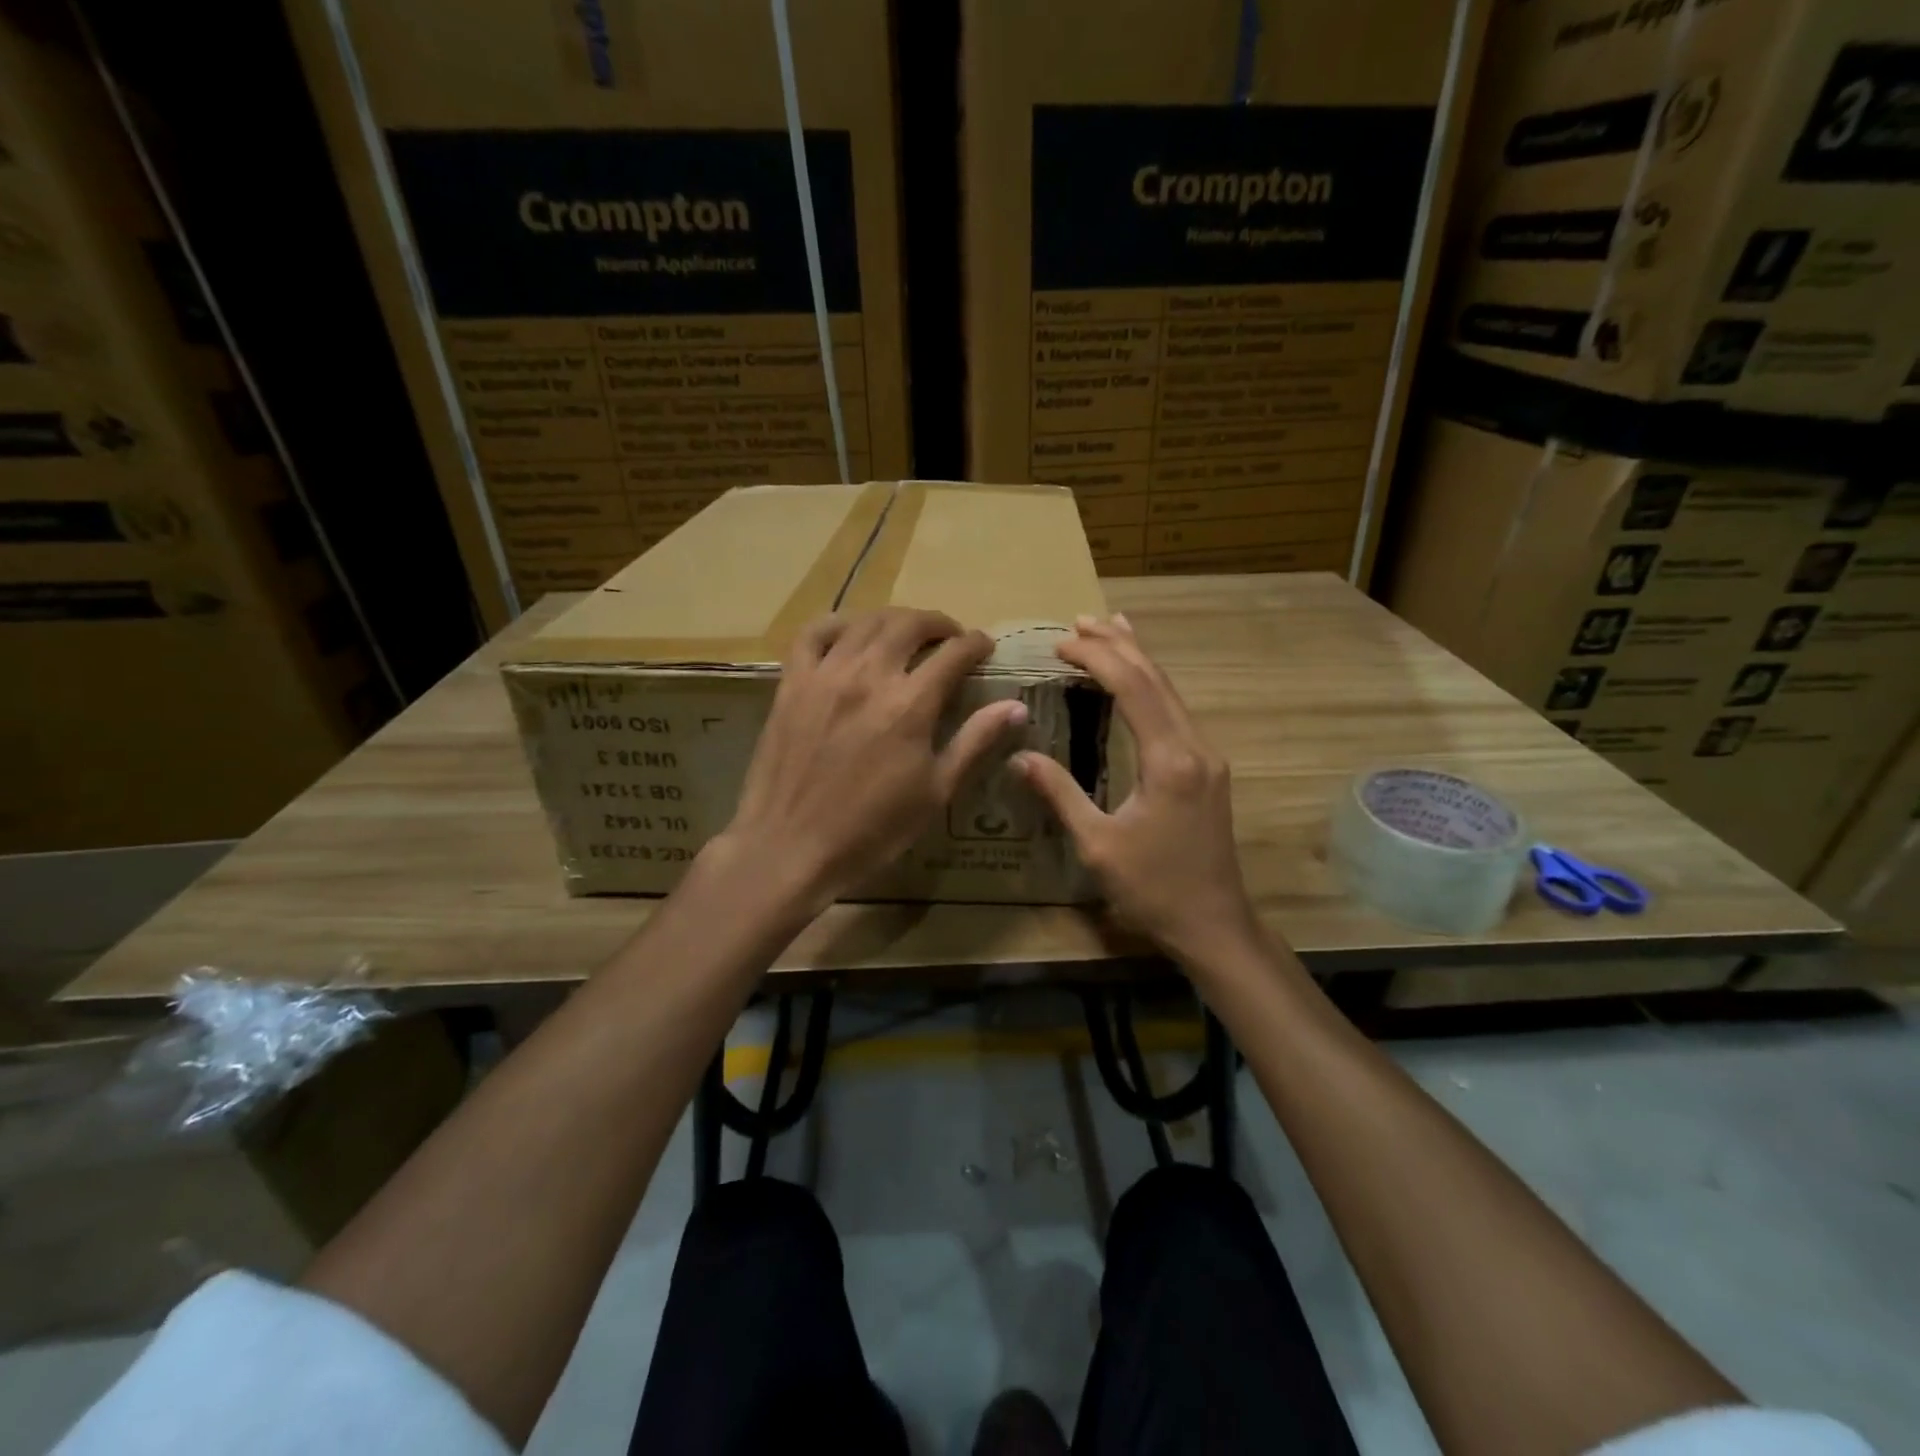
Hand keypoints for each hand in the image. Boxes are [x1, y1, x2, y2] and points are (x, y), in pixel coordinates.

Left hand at [713, 607, 1027, 912]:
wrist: (792, 847)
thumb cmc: (873, 829)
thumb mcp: (936, 792)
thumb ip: (975, 742)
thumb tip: (1016, 707)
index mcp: (910, 704)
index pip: (953, 653)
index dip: (975, 643)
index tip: (984, 646)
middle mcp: (869, 676)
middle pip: (909, 625)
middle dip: (937, 624)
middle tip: (949, 637)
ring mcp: (825, 675)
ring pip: (865, 622)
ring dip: (894, 620)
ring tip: (906, 633)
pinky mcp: (791, 683)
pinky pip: (813, 634)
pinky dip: (837, 624)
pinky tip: (850, 633)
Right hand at [1015, 614, 1258, 966]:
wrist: (1214, 924)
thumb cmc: (1153, 889)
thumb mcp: (1098, 845)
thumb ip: (1060, 794)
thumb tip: (1020, 755)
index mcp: (1170, 761)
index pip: (1132, 689)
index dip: (1097, 659)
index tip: (1061, 643)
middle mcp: (1195, 747)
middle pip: (1156, 679)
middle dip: (1118, 645)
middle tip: (1080, 621)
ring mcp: (1207, 756)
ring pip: (1171, 691)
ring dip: (1138, 659)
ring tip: (1110, 627)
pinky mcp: (1208, 769)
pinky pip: (1177, 711)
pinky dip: (1152, 685)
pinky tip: (1142, 679)